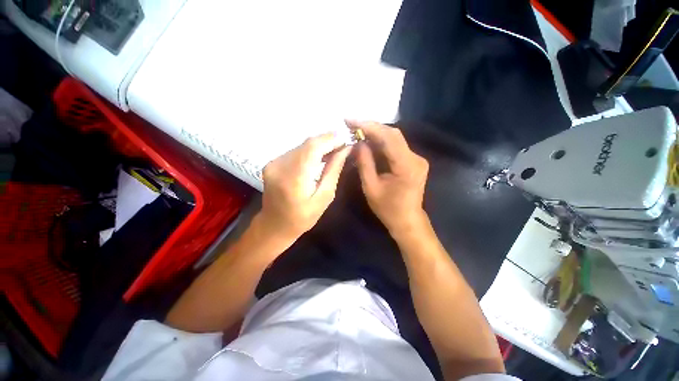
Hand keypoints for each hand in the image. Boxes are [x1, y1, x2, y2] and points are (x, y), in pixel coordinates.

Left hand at [258, 132, 349, 241]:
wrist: (275, 225)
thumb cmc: (303, 217)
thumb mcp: (324, 197)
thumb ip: (333, 171)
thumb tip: (345, 150)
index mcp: (294, 178)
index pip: (313, 147)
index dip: (330, 140)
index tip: (345, 140)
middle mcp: (280, 165)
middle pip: (307, 143)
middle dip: (326, 140)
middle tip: (342, 145)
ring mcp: (273, 163)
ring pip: (301, 145)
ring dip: (318, 145)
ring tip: (333, 151)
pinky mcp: (272, 163)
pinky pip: (295, 151)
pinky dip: (309, 151)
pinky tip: (318, 157)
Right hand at [352, 121, 428, 234]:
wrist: (407, 221)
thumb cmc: (388, 209)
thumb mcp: (371, 187)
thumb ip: (364, 163)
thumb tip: (358, 143)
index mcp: (406, 166)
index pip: (389, 138)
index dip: (369, 127)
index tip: (351, 121)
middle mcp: (416, 158)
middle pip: (393, 134)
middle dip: (371, 127)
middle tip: (352, 125)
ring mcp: (416, 159)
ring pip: (394, 139)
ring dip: (375, 134)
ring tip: (357, 131)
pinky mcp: (413, 161)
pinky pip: (396, 147)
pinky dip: (381, 143)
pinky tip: (369, 143)